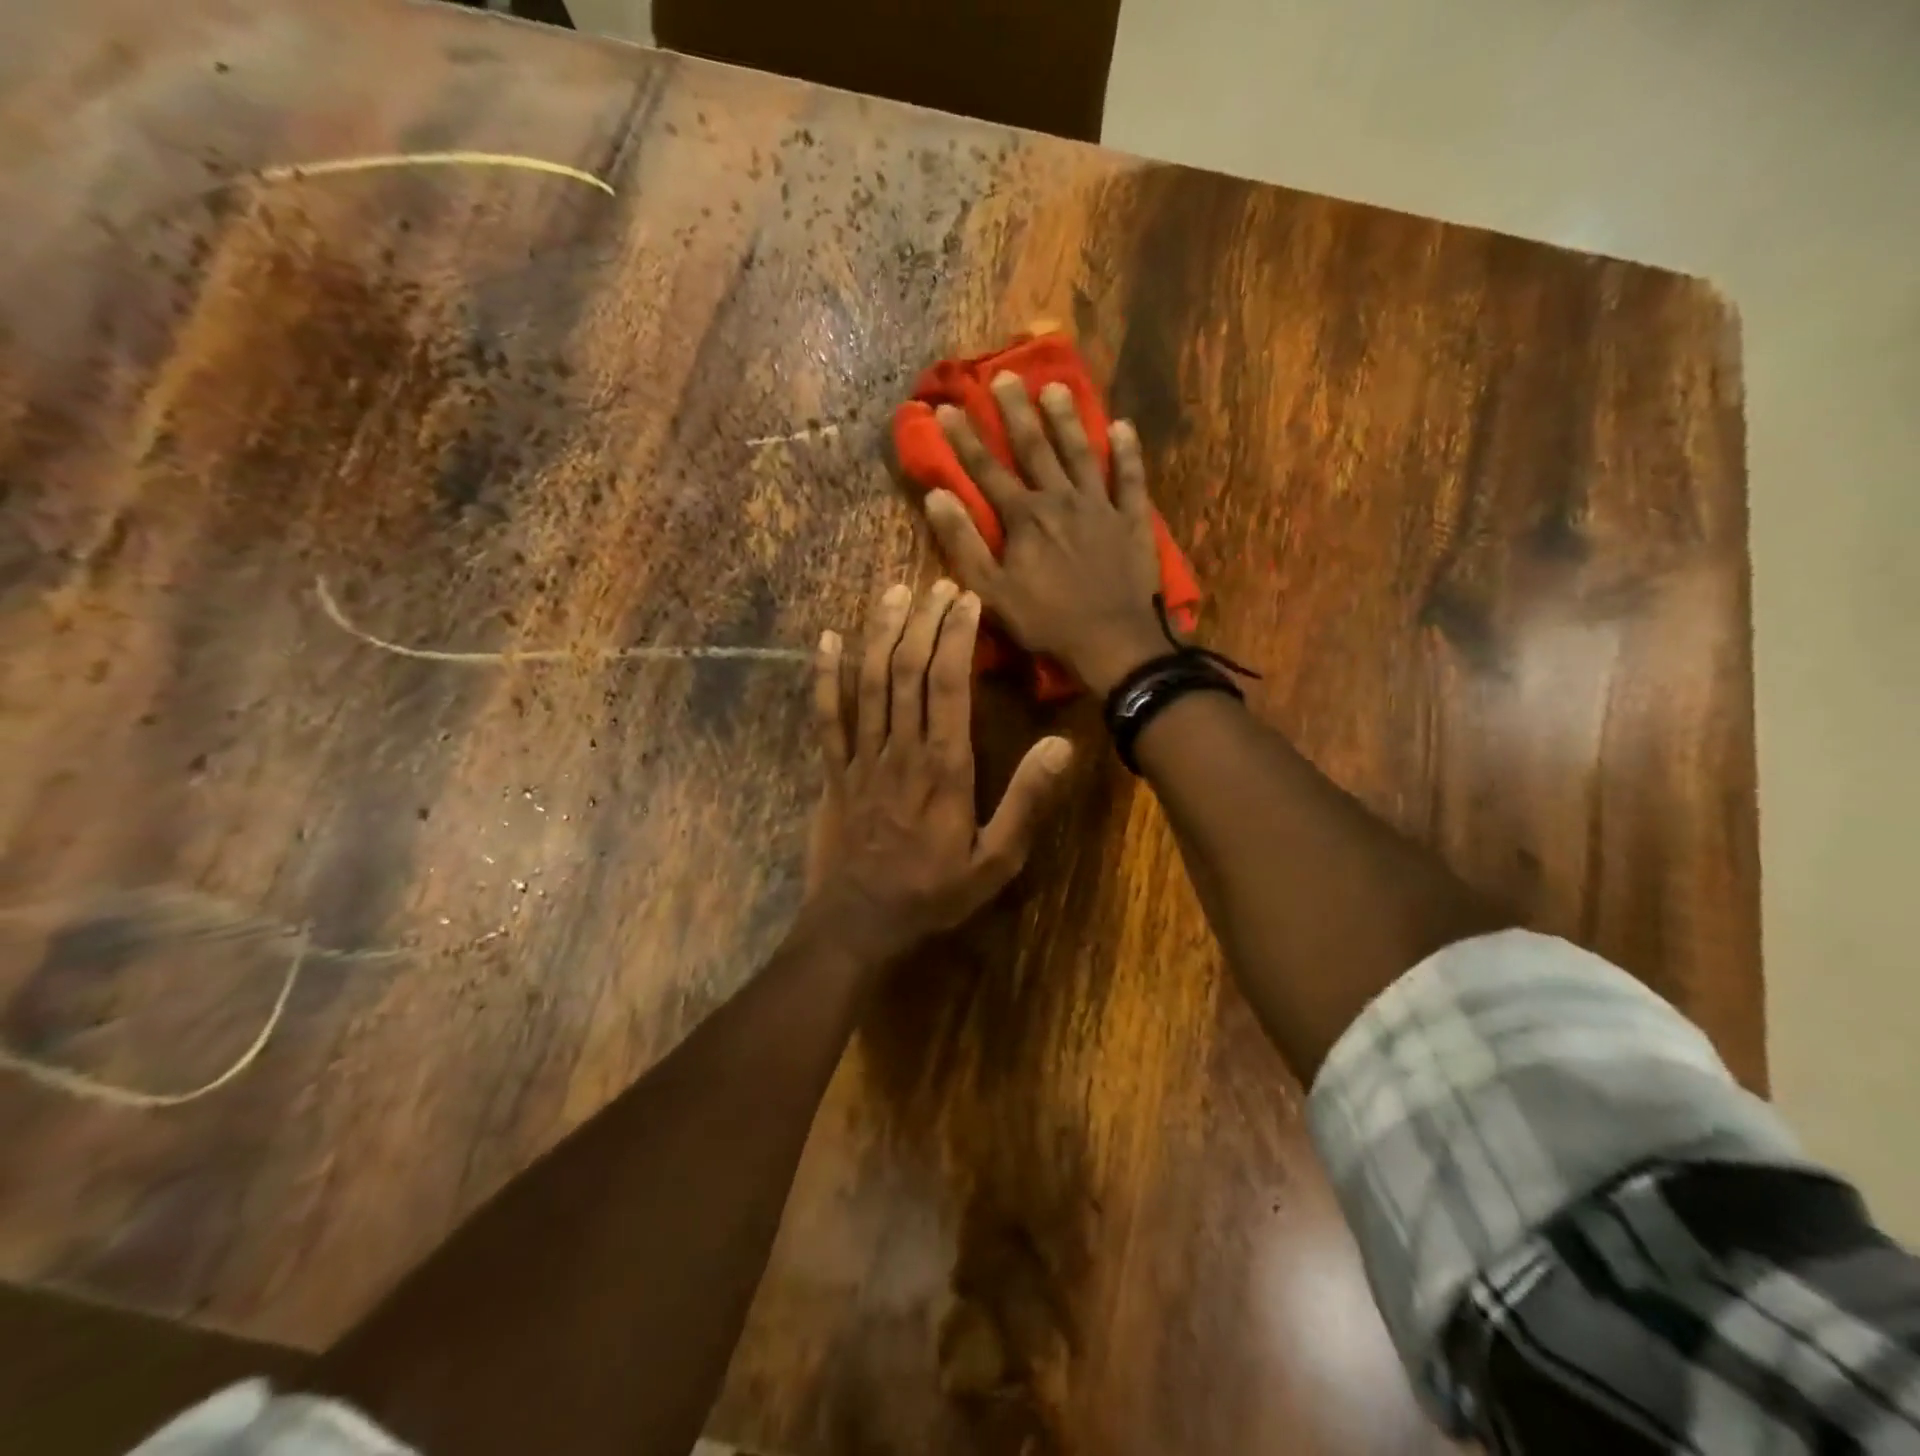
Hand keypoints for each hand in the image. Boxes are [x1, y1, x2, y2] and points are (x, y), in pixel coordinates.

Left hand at [803, 580, 1072, 967]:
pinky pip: (827, 716)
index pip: (950, 685)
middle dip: (924, 622)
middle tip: (937, 583)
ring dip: (881, 634)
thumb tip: (1062, 744)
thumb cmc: (934, 893)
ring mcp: (861, 757)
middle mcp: (901, 750)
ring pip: (868, 682)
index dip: (958, 637)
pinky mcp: (834, 771)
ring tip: (894, 593)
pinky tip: (827, 640)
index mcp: (944, 767)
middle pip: (908, 671)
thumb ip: (1026, 801)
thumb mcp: (996, 860)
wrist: (859, 923)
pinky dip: (825, 676)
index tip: (967, 600)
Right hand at [924, 372, 1168, 694]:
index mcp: (1024, 517)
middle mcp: (1061, 499)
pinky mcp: (1132, 520)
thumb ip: (963, 542)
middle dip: (1015, 411)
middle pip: (1035, 447)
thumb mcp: (990, 590)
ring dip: (1067, 419)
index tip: (946, 407)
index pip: (987, 470)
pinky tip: (1122, 426)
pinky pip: (1131, 479)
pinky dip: (1127, 452)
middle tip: (1004, 375)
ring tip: (1055, 387)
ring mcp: (1101, 506)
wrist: (1111, 639)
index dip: (964, 438)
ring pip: (1081, 453)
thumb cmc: (1045, 620)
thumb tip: (937, 496)